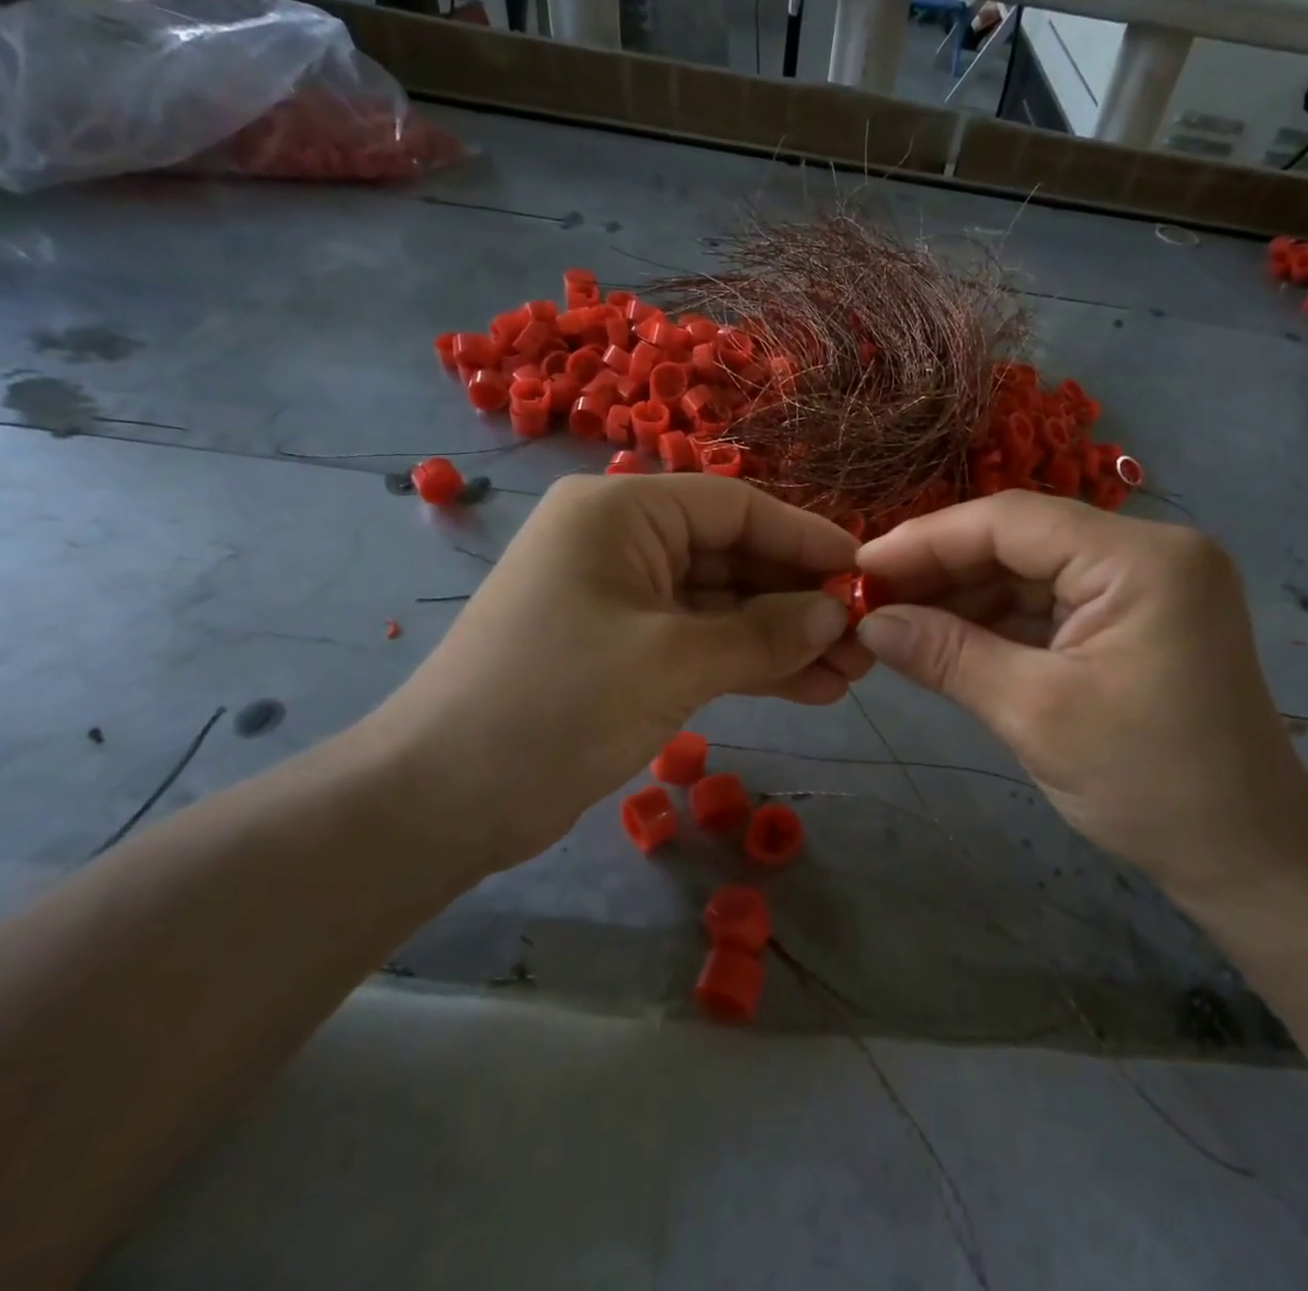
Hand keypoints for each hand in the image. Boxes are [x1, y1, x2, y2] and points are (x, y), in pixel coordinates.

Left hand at [367, 474, 869, 869]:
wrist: (441, 800)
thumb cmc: (556, 703)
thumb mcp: (672, 662)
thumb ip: (764, 634)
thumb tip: (838, 613)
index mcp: (622, 512)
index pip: (736, 507)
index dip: (805, 538)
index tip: (864, 572)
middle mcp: (623, 543)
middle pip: (733, 558)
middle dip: (799, 600)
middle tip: (866, 640)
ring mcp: (624, 601)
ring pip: (723, 608)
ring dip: (784, 639)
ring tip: (851, 675)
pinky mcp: (625, 652)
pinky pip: (702, 645)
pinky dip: (750, 665)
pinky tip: (809, 690)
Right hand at [854, 493, 1307, 901]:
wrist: (1247, 858)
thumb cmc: (1150, 785)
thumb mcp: (1035, 714)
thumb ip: (946, 655)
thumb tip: (869, 622)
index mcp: (1141, 558)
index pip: (1012, 521)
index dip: (927, 539)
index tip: (861, 564)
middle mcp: (1148, 552)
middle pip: (1020, 540)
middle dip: (942, 568)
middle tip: (870, 596)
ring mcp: (1144, 584)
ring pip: (1030, 570)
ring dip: (963, 595)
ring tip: (895, 618)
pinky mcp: (1134, 617)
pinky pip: (1050, 602)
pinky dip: (996, 619)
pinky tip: (944, 635)